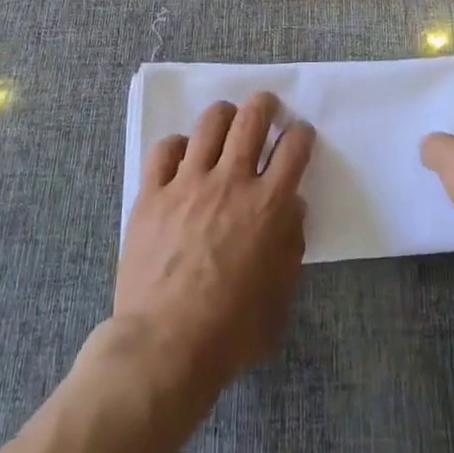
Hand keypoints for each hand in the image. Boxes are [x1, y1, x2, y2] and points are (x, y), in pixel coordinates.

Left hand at [113, 93, 315, 394]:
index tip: (300, 134)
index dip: (301, 133)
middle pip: (252, 118)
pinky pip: (165, 149)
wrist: (165, 347)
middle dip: (264, 104)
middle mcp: (231, 182)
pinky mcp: (153, 193)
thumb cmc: (231, 332)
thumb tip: (293, 208)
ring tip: (226, 120)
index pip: (294, 148)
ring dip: (224, 115)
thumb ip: (291, 247)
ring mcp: (188, 183)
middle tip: (266, 107)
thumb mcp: (280, 299)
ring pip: (210, 123)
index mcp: (268, 206)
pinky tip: (182, 155)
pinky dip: (177, 145)